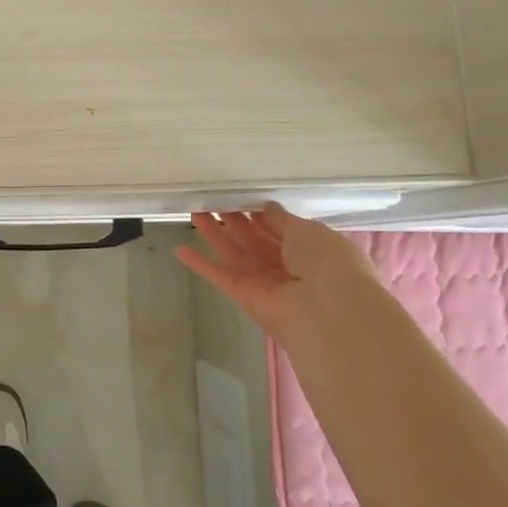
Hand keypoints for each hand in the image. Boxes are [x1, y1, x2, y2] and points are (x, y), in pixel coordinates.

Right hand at [176, 204, 381, 341]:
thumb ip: (282, 219)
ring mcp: (263, 281)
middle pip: (253, 238)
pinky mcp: (243, 295)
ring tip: (194, 210)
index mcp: (308, 248)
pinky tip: (179, 250)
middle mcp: (285, 265)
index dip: (258, 212)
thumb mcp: (308, 230)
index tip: (239, 196)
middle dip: (233, 219)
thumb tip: (266, 207)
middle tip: (212, 199)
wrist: (328, 310)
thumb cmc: (327, 262)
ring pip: (233, 252)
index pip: (278, 228)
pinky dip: (200, 264)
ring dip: (214, 233)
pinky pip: (219, 275)